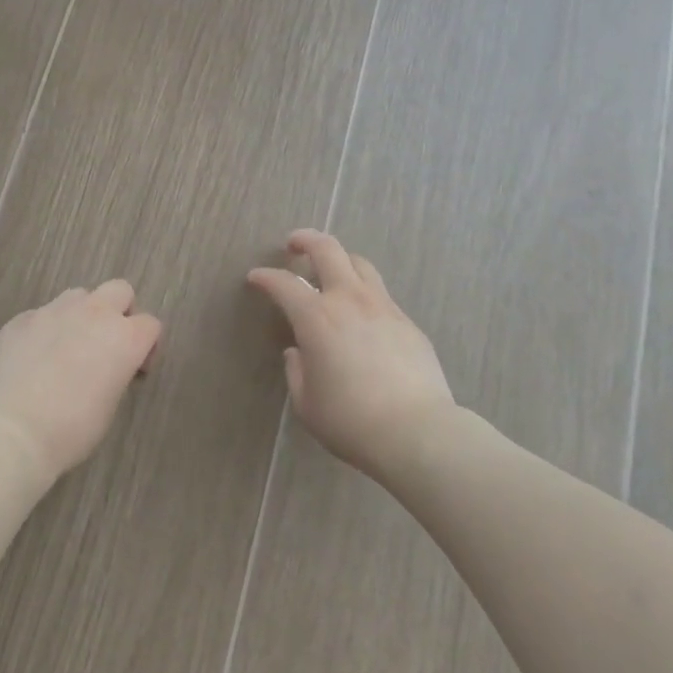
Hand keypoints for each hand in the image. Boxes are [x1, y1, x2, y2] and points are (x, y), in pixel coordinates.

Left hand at [0, 280, 162, 481]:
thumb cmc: (70, 430)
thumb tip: (105, 368)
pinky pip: (42, 314)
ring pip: (78, 295)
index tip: (134, 371)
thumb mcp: (108, 406)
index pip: (150, 324)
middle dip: (119, 312)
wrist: (10, 431)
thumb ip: (115, 374)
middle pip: (119, 290)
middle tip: (106, 346)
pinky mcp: (21, 319)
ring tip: (67, 348)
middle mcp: (93, 313)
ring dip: (81, 314)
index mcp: (124, 337)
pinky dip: (45, 330)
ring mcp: (53, 311)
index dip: (147, 346)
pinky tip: (32, 359)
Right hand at [248, 230, 454, 479]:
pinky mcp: (408, 323)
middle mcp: (349, 300)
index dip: (265, 277)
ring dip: (340, 260)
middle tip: (294, 245)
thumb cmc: (351, 420)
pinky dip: (363, 293)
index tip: (255, 278)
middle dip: (306, 240)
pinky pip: (381, 294)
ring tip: (330, 272)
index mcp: (317, 317)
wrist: (417, 431)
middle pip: (328, 249)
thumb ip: (296, 371)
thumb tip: (298, 352)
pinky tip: (361, 315)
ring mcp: (383, 307)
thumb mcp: (307, 403)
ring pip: (360, 264)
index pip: (283, 283)